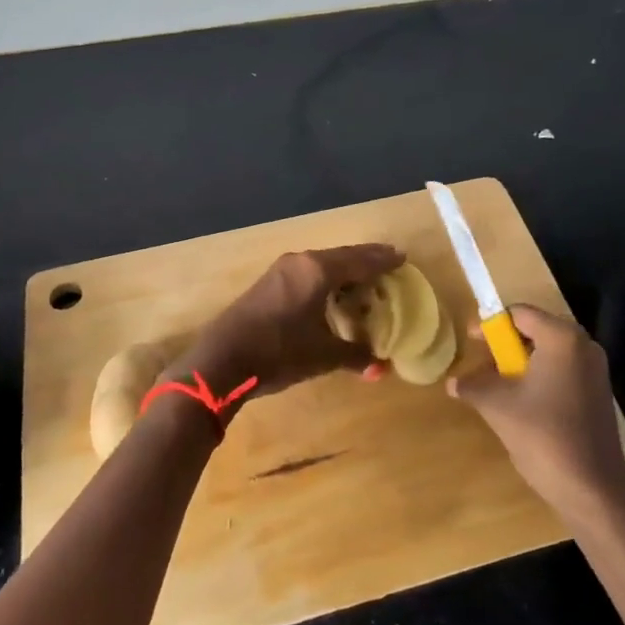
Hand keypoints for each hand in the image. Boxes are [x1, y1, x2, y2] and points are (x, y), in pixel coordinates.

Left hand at [175, 244, 404, 412]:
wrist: (222, 360)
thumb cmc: (279, 352)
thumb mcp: (323, 355)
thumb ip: (355, 355)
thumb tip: (381, 368)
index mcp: (318, 270)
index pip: (360, 260)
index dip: (383, 260)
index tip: (402, 257)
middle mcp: (301, 261)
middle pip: (342, 256)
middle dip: (366, 259)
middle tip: (389, 261)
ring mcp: (282, 270)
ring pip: (323, 262)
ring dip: (345, 268)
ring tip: (366, 277)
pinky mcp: (269, 283)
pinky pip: (308, 271)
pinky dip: (327, 277)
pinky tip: (332, 290)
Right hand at [448, 304, 624, 522]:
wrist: (593, 491)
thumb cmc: (544, 436)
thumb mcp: (498, 406)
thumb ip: (473, 386)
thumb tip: (452, 382)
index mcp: (562, 338)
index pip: (520, 313)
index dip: (491, 324)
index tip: (470, 340)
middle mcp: (584, 346)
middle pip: (536, 331)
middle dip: (504, 346)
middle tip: (481, 364)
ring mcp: (595, 371)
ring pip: (549, 354)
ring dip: (520, 365)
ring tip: (496, 387)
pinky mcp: (598, 395)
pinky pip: (562, 372)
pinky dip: (538, 379)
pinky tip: (521, 404)